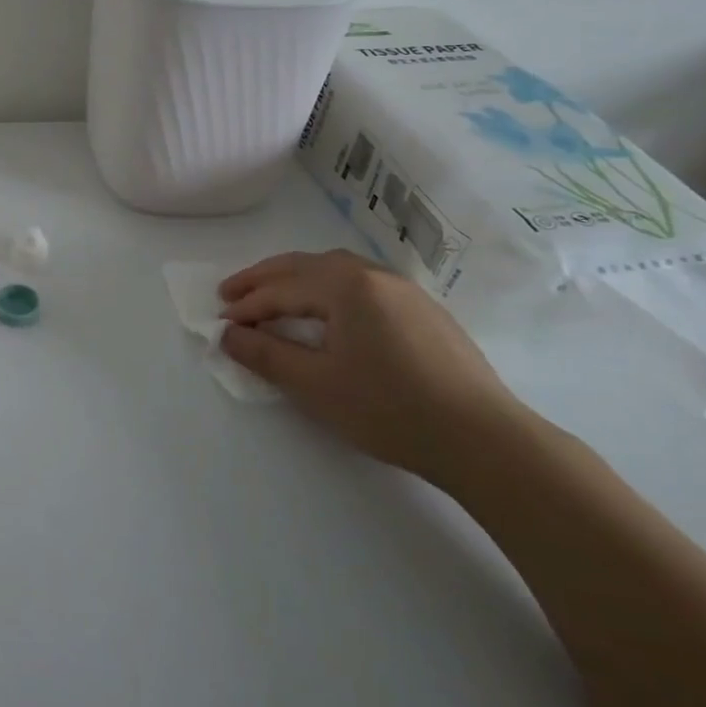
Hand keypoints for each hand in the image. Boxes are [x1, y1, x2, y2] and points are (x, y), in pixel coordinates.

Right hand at [218, 249, 529, 483]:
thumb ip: (265, 354)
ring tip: (273, 297)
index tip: (220, 322)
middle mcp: (373, 275)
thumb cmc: (390, 410)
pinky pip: (361, 285)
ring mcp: (404, 290)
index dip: (246, 306)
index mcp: (345, 285)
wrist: (485, 441)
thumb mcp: (315, 385)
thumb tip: (228, 334)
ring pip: (335, 270)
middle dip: (264, 279)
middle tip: (230, 293)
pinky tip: (327, 312)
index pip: (281, 289)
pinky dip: (328, 289)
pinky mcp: (424, 311)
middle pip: (305, 266)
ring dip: (296, 279)